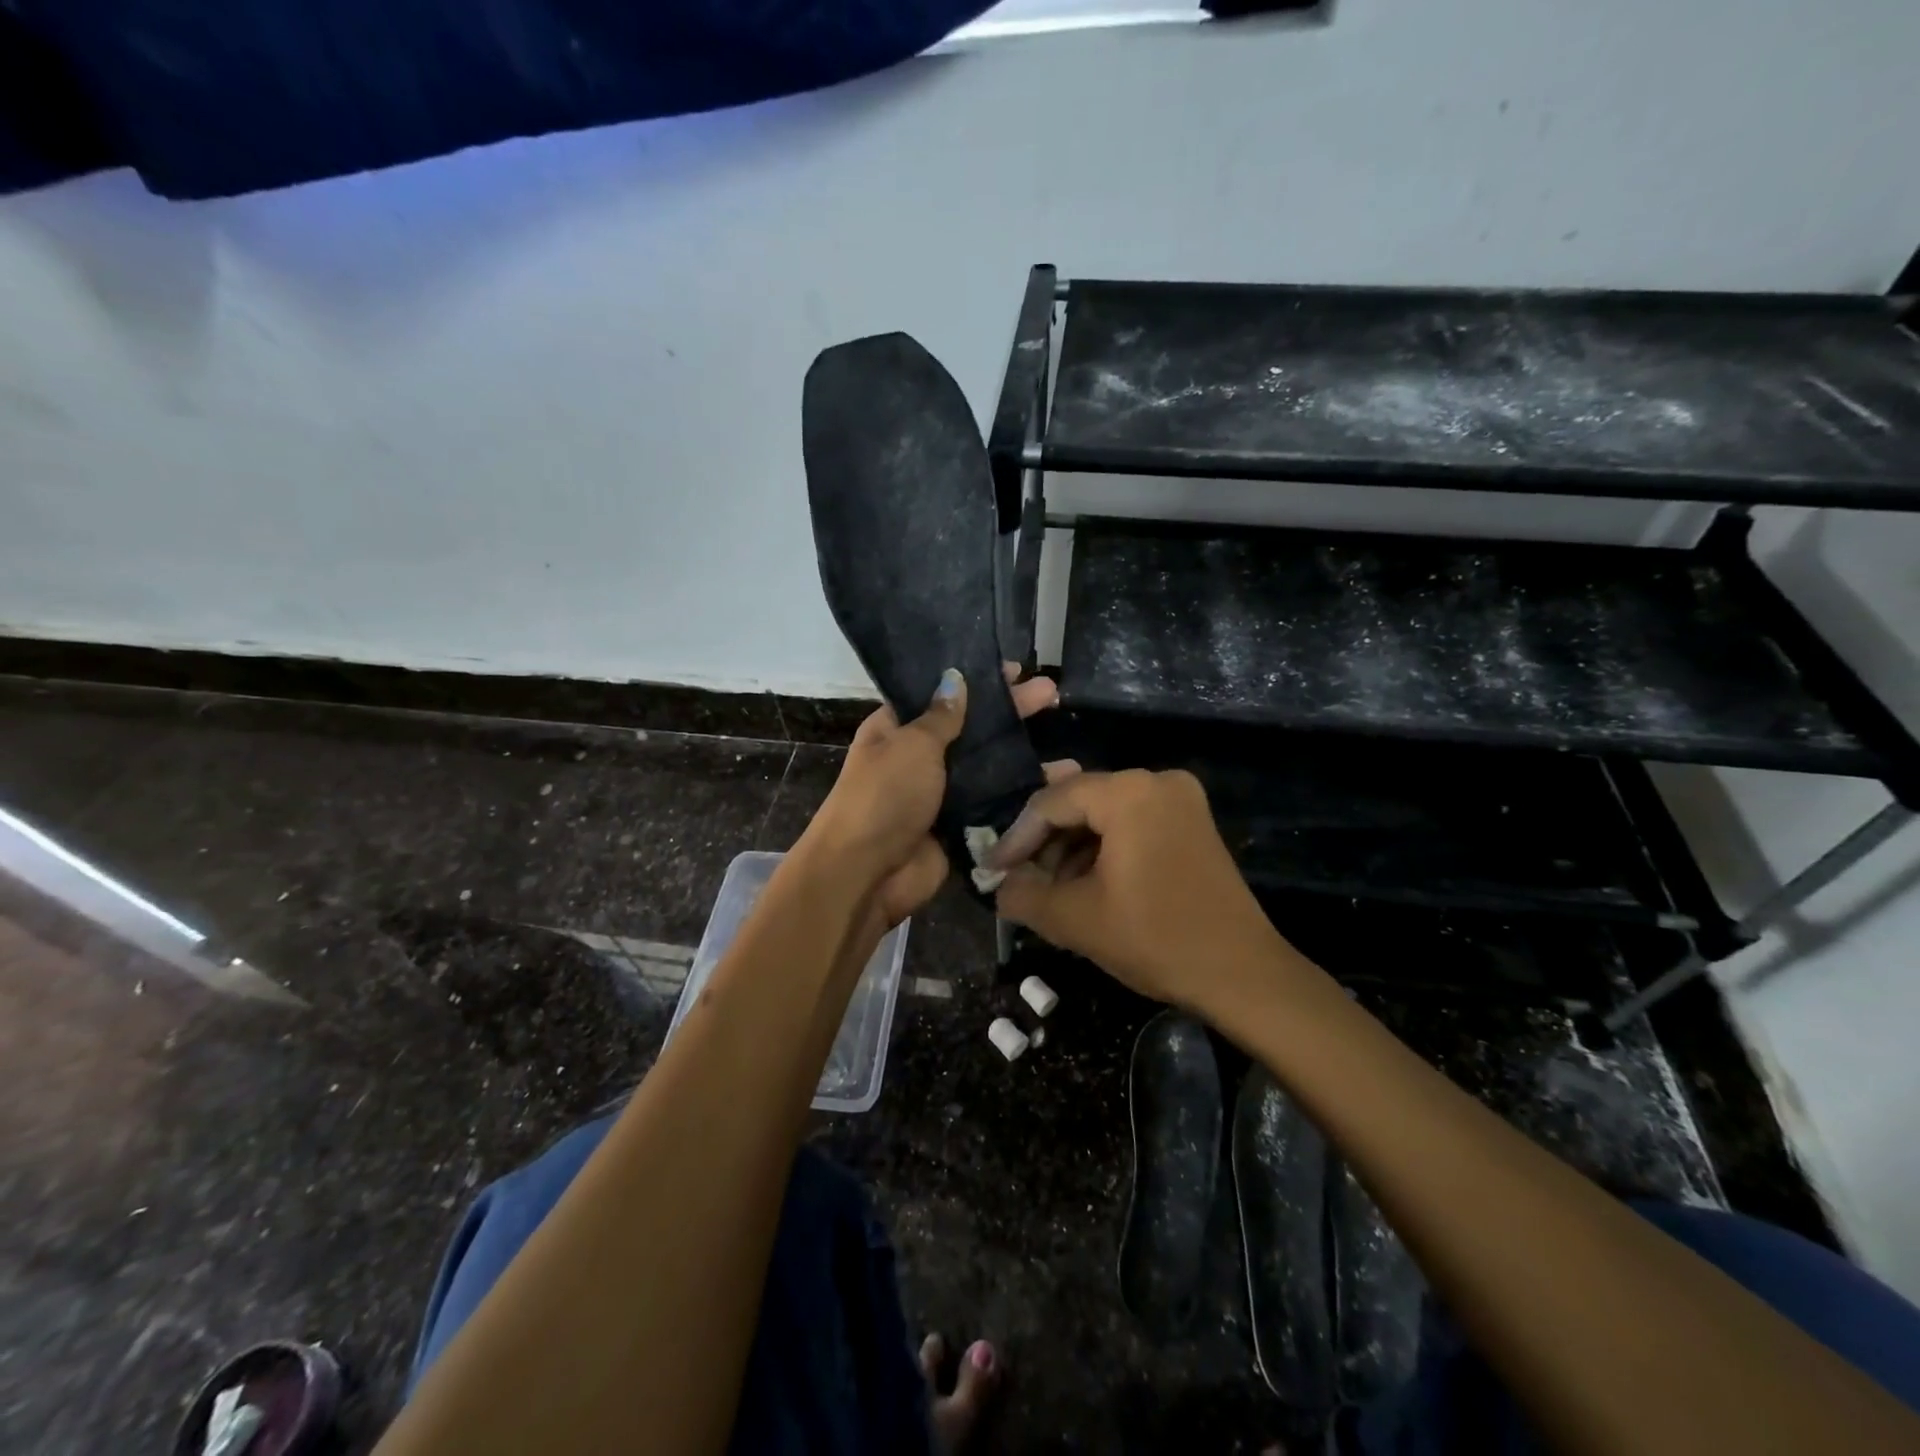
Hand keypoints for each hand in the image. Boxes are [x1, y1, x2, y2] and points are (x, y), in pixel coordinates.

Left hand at [803, 666, 1073, 930]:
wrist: (867, 874)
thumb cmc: (885, 797)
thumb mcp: (912, 745)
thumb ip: (941, 716)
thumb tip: (955, 679)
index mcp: (896, 730)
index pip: (940, 695)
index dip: (976, 681)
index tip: (1014, 670)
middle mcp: (919, 758)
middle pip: (972, 729)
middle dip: (1010, 713)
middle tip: (1051, 694)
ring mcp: (941, 794)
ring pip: (987, 770)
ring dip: (1023, 758)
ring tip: (1066, 752)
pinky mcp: (958, 827)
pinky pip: (994, 806)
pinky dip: (1022, 797)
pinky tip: (1059, 786)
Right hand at [989, 769, 1294, 1011]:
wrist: (1243, 974)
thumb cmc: (1156, 940)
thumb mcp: (1075, 920)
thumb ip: (1023, 895)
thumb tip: (999, 886)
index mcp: (1129, 793)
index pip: (1051, 802)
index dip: (1016, 838)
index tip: (991, 870)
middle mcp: (1156, 781)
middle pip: (1079, 802)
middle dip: (1044, 843)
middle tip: (1018, 879)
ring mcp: (1180, 800)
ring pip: (1104, 814)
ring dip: (1071, 848)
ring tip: (1049, 888)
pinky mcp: (1191, 823)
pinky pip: (1131, 823)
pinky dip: (1103, 849)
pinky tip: (1084, 883)